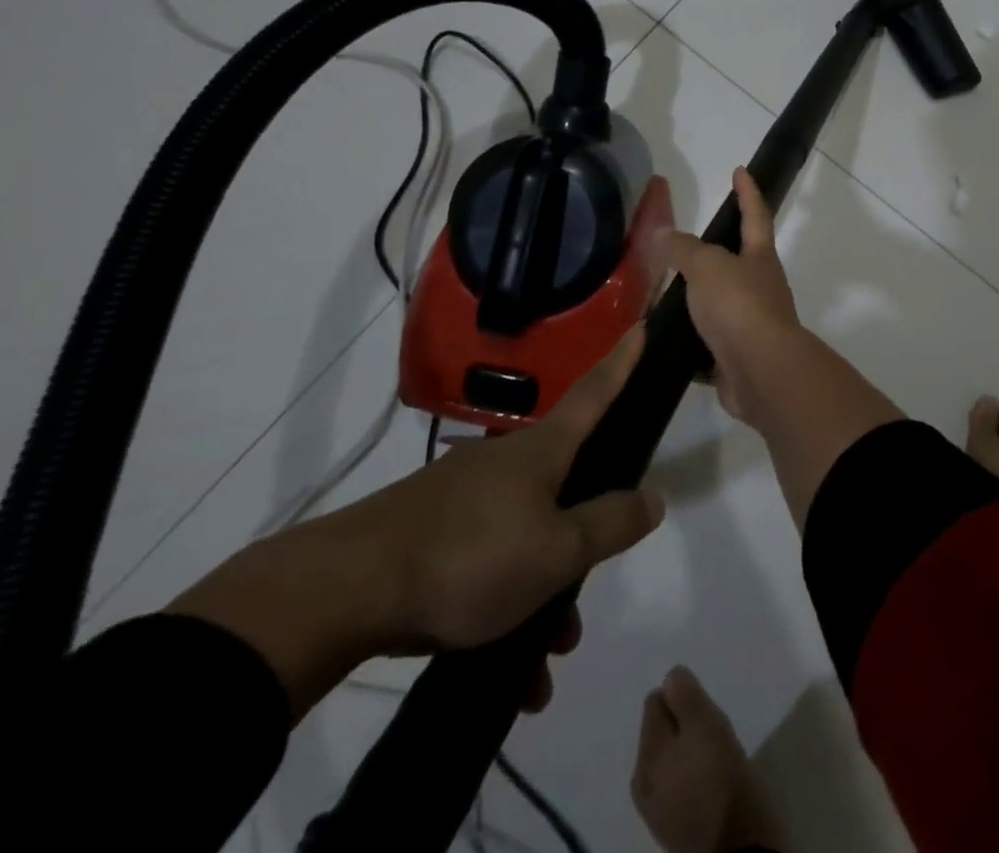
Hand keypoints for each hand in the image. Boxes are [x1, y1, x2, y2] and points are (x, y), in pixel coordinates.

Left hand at [171, 331, 662, 717]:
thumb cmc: (470, 557)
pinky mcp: (427, 531)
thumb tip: (655, 496)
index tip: (640, 326)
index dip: (622, 362)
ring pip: (523, 537)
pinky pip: (483, 563)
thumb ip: (610, 524)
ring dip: (540, 594)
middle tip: (582, 602)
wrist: (344, 591)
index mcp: (542, 451)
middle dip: (579, 541)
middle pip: (562, 488)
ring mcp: (461, 495)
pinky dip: (501, 606)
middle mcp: (504, 462)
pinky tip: (501, 671)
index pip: (594, 394)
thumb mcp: (557, 551)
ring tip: (541, 663)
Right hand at [664, 168, 803, 422]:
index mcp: (759, 258)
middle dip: (715, 254)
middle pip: (738, 263)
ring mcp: (751, 325)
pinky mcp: (735, 358)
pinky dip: (689, 342)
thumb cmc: (739, 306)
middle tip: (682, 247)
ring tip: (661, 296)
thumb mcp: (707, 266)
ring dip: (697, 302)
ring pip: (720, 306)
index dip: (747, 192)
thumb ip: (684, 249)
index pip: (755, 214)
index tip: (740, 171)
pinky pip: (708, 345)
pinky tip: (664, 341)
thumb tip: (663, 234)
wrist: (761, 372)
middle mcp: (761, 288)